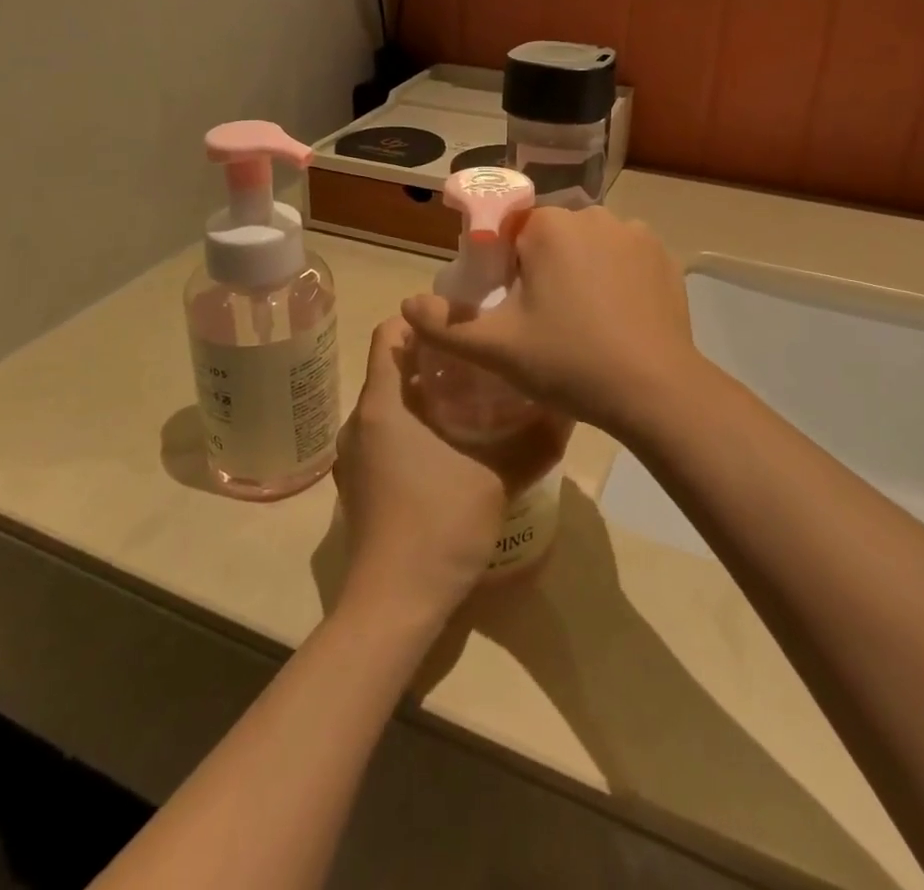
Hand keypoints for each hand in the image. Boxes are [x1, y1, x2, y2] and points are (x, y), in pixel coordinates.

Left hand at [333, 319, 524, 618]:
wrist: (393, 603)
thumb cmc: (439, 524)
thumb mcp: (496, 477)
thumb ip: (533, 441)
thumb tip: (567, 410)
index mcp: (383, 404)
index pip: (389, 332)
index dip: (422, 319)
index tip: (462, 322)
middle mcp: (361, 420)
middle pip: (392, 367)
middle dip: (434, 357)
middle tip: (481, 358)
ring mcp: (356, 454)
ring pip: (391, 402)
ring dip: (426, 393)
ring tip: (474, 396)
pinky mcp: (361, 482)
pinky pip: (386, 433)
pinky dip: (415, 425)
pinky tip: (453, 443)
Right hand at [400, 206, 704, 437]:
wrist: (655, 391)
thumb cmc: (569, 362)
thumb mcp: (495, 349)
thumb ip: (443, 325)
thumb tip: (406, 305)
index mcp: (550, 226)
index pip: (510, 233)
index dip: (504, 270)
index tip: (512, 309)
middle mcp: (593, 215)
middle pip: (550, 237)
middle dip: (541, 270)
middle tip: (544, 322)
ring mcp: (635, 233)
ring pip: (588, 246)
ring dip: (579, 272)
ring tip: (582, 324)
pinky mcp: (663, 256)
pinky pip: (623, 258)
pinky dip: (614, 278)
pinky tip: (615, 319)